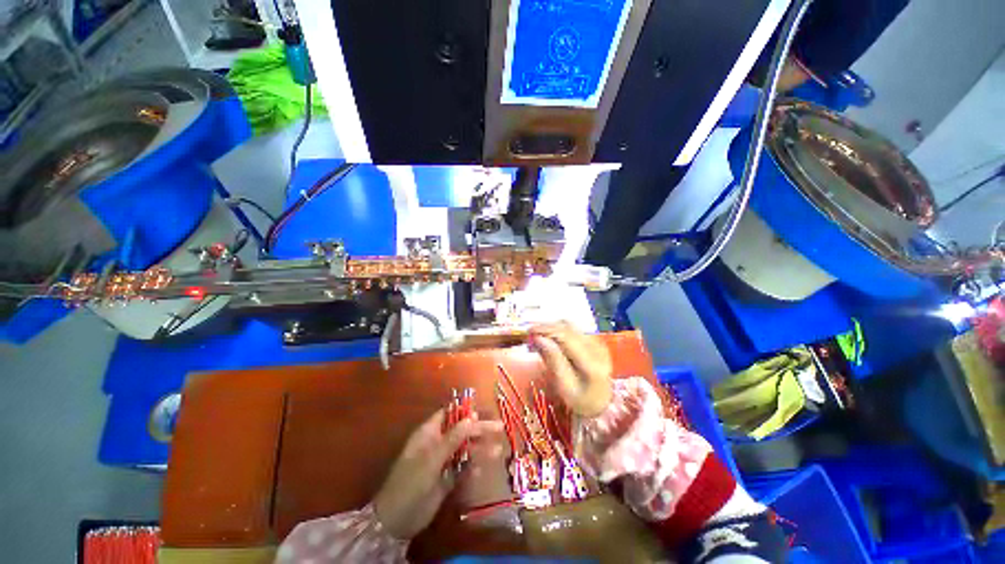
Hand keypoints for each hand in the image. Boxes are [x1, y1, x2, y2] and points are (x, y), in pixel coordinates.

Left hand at [373, 410, 502, 539]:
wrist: (397, 520)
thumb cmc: (411, 482)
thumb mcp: (431, 458)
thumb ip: (452, 438)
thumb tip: (471, 417)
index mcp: (429, 433)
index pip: (449, 414)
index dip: (465, 411)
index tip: (483, 411)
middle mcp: (437, 444)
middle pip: (461, 431)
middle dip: (479, 429)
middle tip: (500, 428)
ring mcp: (442, 461)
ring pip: (464, 450)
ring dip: (480, 450)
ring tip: (498, 451)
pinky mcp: (446, 479)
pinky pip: (462, 469)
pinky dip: (471, 469)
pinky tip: (481, 472)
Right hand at [530, 322, 613, 416]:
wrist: (601, 404)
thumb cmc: (580, 401)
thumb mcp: (563, 386)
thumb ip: (552, 360)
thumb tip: (538, 338)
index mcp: (591, 362)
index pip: (565, 336)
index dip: (545, 329)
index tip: (529, 331)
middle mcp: (597, 348)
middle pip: (567, 327)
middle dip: (546, 327)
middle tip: (529, 334)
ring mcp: (597, 343)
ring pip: (570, 326)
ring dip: (552, 328)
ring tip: (537, 336)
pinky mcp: (594, 341)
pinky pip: (573, 330)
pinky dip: (559, 331)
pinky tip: (549, 339)